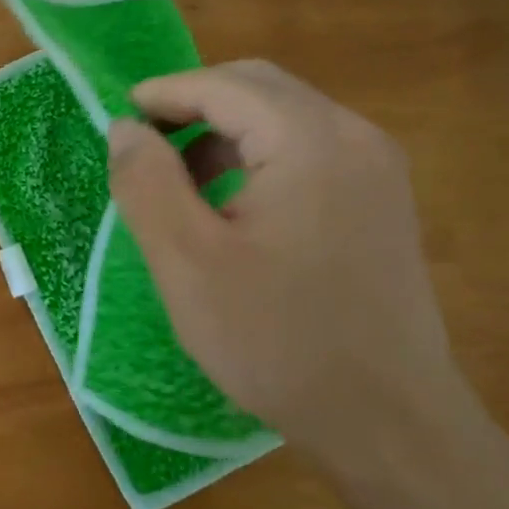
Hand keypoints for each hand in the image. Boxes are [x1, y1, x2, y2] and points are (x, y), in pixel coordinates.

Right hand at [107, 60, 484, 472]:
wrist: (390, 423)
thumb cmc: (277, 341)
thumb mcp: (187, 262)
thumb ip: (147, 182)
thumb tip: (125, 128)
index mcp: (310, 142)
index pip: (223, 86)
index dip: (163, 93)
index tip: (118, 118)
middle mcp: (354, 137)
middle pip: (259, 88)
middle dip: (194, 103)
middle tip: (145, 143)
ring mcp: (377, 168)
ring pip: (284, 116)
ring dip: (225, 130)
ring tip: (181, 178)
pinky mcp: (380, 200)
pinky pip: (308, 149)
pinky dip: (257, 155)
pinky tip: (231, 203)